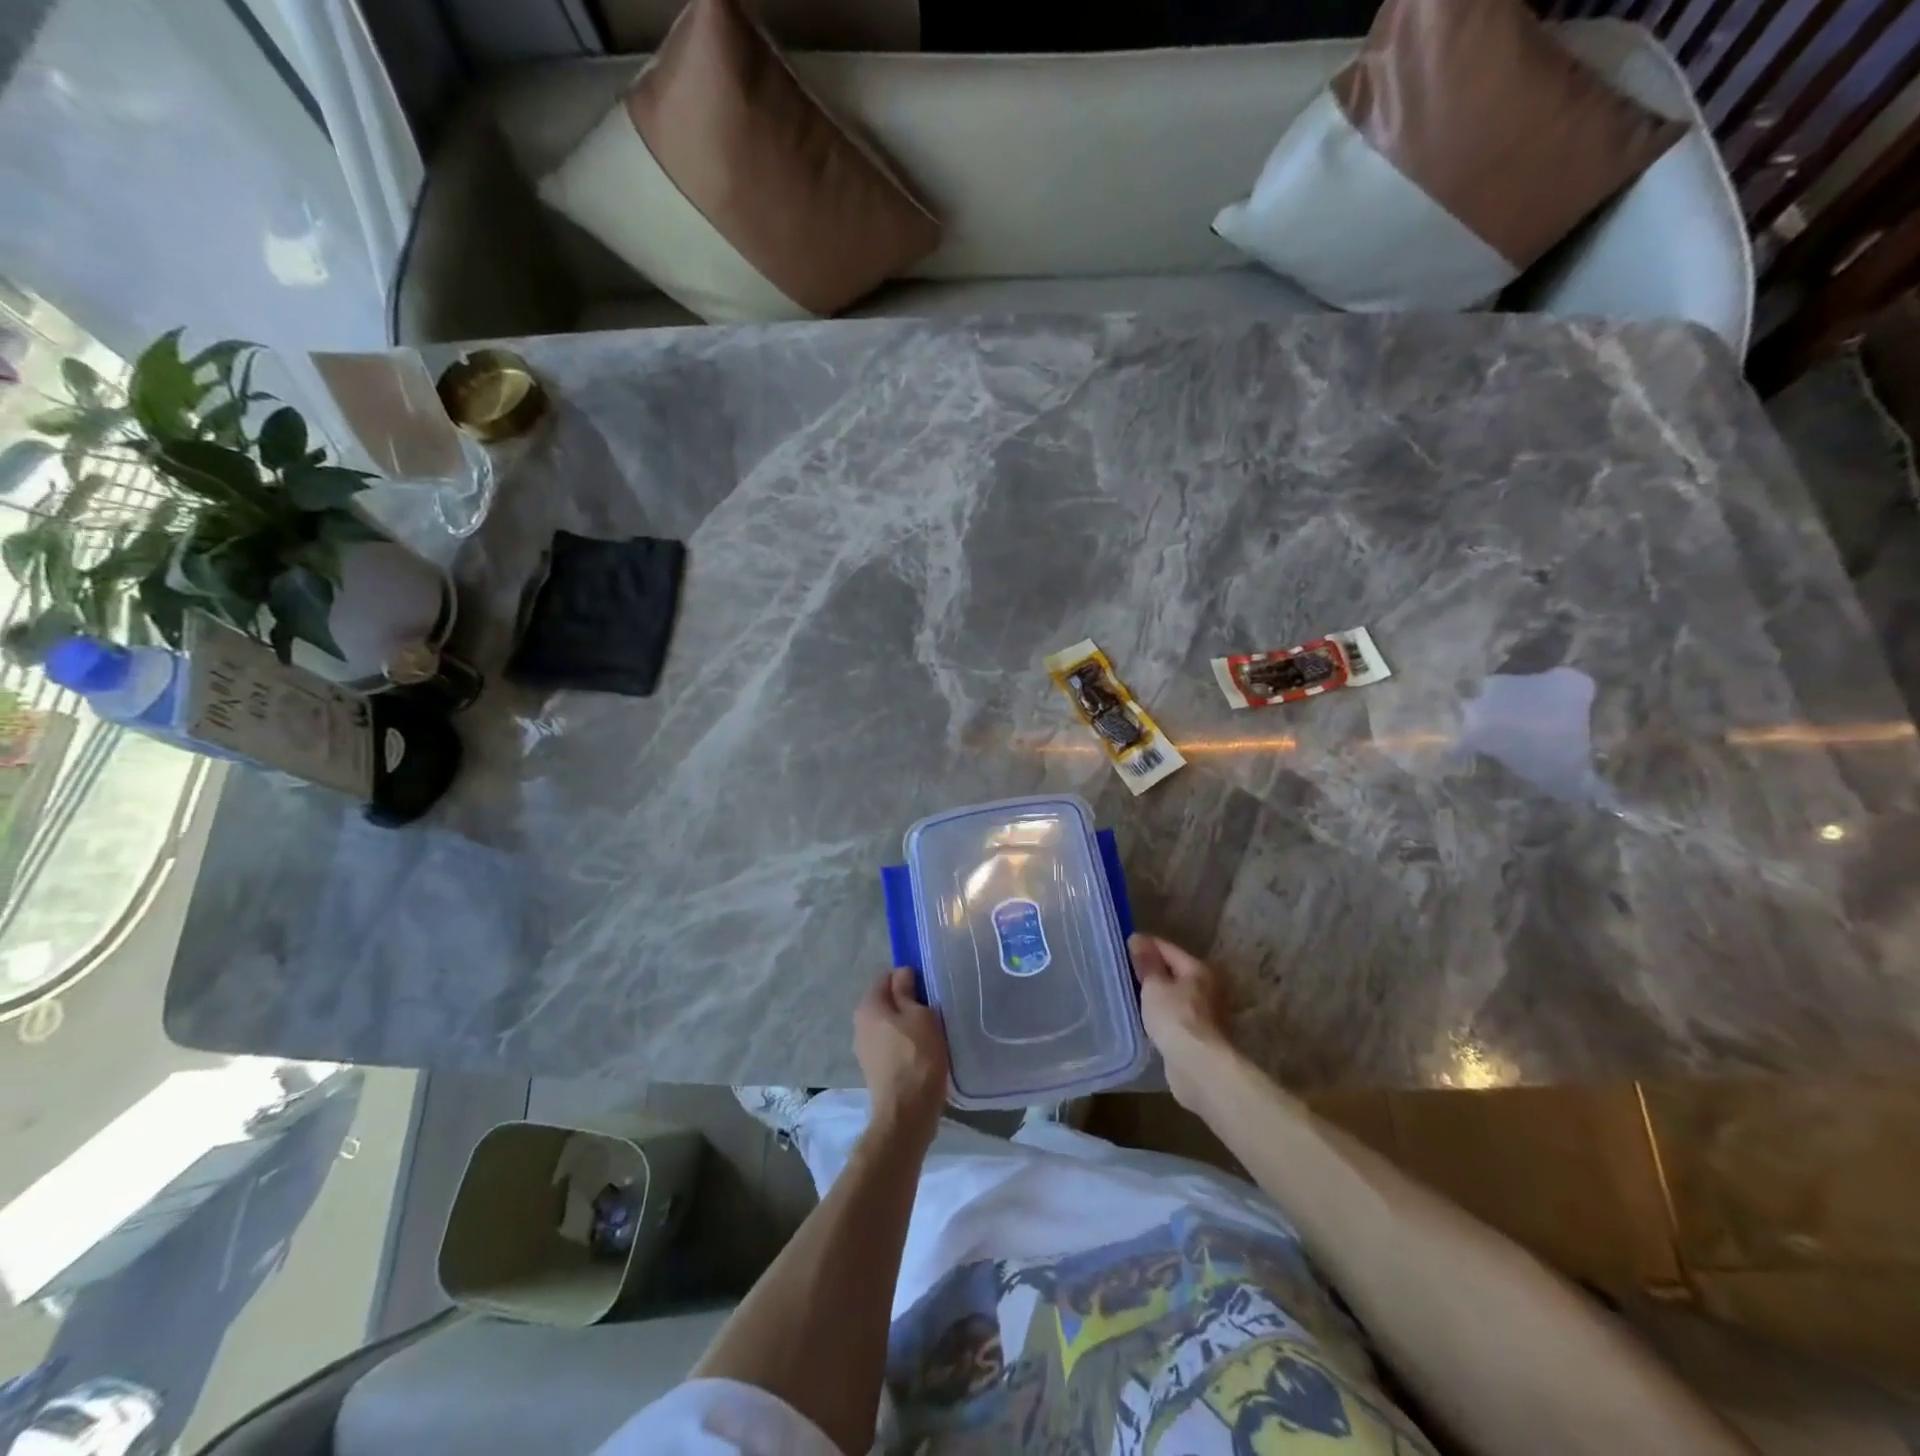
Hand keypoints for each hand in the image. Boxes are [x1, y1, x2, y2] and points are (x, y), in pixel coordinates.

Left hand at [854, 969, 949, 1140]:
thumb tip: (901, 972)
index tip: (928, 987)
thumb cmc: (917, 1056)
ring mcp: (865, 1049)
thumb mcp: (919, 1015)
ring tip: (930, 1030)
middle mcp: (860, 1025)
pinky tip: (922, 1051)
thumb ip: (907, 991)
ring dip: (906, 1024)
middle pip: (886, 1001)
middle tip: (933, 1008)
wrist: (907, 1112)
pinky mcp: (874, 1069)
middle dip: (907, 1001)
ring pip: (888, 1024)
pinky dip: (904, 1043)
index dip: (907, 977)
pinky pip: (890, 1044)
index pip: (886, 977)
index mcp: (868, 1007)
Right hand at [1130, 933, 1234, 1109]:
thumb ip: (1146, 963)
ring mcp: (1205, 1012)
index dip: (1144, 945)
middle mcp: (1206, 987)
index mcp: (1198, 969)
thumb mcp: (1155, 986)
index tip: (1122, 945)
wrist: (1198, 1067)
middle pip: (1173, 971)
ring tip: (1130, 992)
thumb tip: (1138, 938)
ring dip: (1156, 993)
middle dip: (1150, 970)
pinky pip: (1174, 1014)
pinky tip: (1145, 1016)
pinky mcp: (1199, 1035)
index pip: (1166, 948)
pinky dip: (1161, 1013)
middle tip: (1123, 970)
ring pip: (1174, 994)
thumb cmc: (1175, 1018)